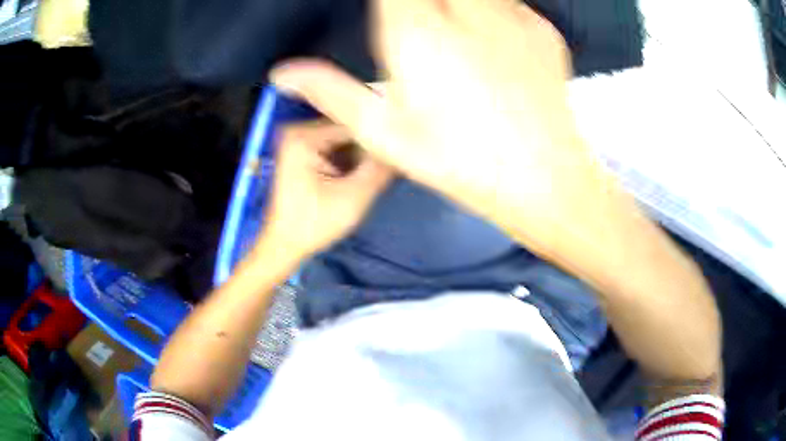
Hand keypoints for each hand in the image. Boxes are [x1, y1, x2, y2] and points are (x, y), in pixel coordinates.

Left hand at [258, 121, 393, 262]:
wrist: (284, 245)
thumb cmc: (314, 224)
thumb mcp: (353, 197)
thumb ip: (380, 169)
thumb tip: (406, 146)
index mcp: (303, 136)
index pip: (353, 124)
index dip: (380, 135)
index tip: (404, 146)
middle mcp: (299, 130)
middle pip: (348, 128)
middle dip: (371, 145)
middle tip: (396, 159)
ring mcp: (299, 140)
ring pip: (345, 138)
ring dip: (364, 152)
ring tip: (385, 165)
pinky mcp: (303, 152)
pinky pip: (336, 146)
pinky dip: (352, 157)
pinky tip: (367, 169)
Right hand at [270, 0, 618, 261]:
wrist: (545, 181)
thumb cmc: (461, 162)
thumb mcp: (385, 134)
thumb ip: (331, 92)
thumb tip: (284, 74)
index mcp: (417, 32)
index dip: (388, 0)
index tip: (388, 13)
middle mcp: (466, 12)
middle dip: (422, 4)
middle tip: (422, 28)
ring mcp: (513, 16)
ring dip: (457, 6)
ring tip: (455, 38)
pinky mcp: (543, 29)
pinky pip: (510, 3)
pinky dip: (495, 11)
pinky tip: (494, 44)